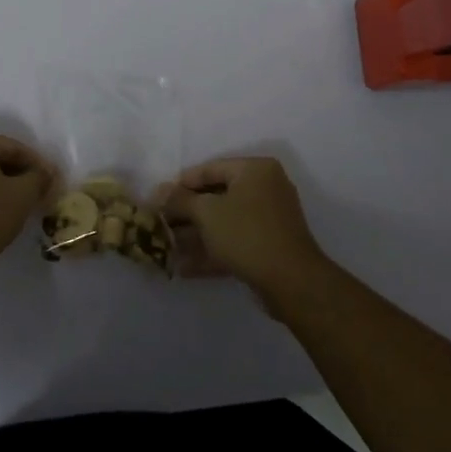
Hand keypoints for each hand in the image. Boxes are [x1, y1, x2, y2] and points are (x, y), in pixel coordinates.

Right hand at [161, 156, 334, 311]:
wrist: (291, 282)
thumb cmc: (246, 233)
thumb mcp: (207, 212)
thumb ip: (180, 200)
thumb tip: (159, 191)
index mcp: (255, 170)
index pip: (210, 169)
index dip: (181, 184)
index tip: (158, 199)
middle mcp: (265, 189)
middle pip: (216, 197)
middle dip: (187, 214)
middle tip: (161, 224)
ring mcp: (268, 220)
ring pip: (224, 223)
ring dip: (196, 236)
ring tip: (167, 248)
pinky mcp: (268, 248)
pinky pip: (234, 243)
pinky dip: (212, 252)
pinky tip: (184, 268)